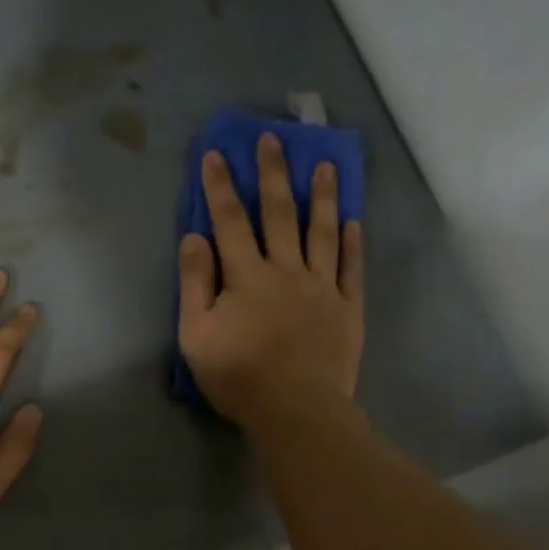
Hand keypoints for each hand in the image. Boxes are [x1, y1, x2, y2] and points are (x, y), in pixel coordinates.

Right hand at [177, 132, 364, 430]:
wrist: (297, 410)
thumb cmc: (239, 376)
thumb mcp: (196, 335)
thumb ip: (194, 284)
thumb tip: (194, 237)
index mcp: (246, 276)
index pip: (230, 221)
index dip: (221, 186)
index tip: (216, 153)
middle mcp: (286, 270)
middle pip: (279, 214)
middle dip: (273, 174)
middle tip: (274, 139)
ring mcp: (322, 287)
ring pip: (322, 232)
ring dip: (322, 196)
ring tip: (325, 165)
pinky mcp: (347, 308)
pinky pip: (351, 268)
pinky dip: (351, 243)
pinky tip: (354, 222)